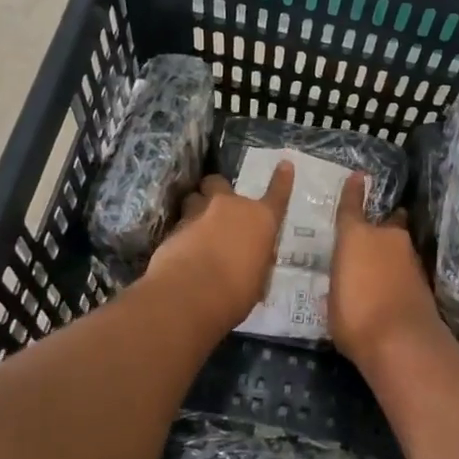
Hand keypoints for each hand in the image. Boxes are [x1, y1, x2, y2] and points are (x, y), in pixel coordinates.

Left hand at [147, 165, 294, 332]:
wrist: (190, 294)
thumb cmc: (236, 292)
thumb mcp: (257, 280)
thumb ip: (255, 261)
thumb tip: (251, 260)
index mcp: (260, 220)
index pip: (277, 195)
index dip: (282, 180)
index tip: (284, 164)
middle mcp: (230, 207)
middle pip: (219, 182)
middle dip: (217, 190)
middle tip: (216, 205)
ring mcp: (199, 213)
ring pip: (194, 196)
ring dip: (196, 206)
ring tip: (196, 225)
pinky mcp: (174, 227)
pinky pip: (180, 221)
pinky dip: (182, 231)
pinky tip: (181, 248)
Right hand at [328, 173, 444, 366]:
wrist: (402, 342)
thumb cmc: (354, 317)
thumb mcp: (333, 301)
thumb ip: (340, 283)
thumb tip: (345, 282)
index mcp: (356, 236)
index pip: (351, 207)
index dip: (353, 192)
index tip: (358, 176)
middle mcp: (386, 238)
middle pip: (386, 224)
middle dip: (381, 227)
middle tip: (372, 236)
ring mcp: (410, 257)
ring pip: (398, 246)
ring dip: (392, 253)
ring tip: (380, 268)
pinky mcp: (424, 279)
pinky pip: (406, 268)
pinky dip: (400, 274)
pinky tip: (392, 288)